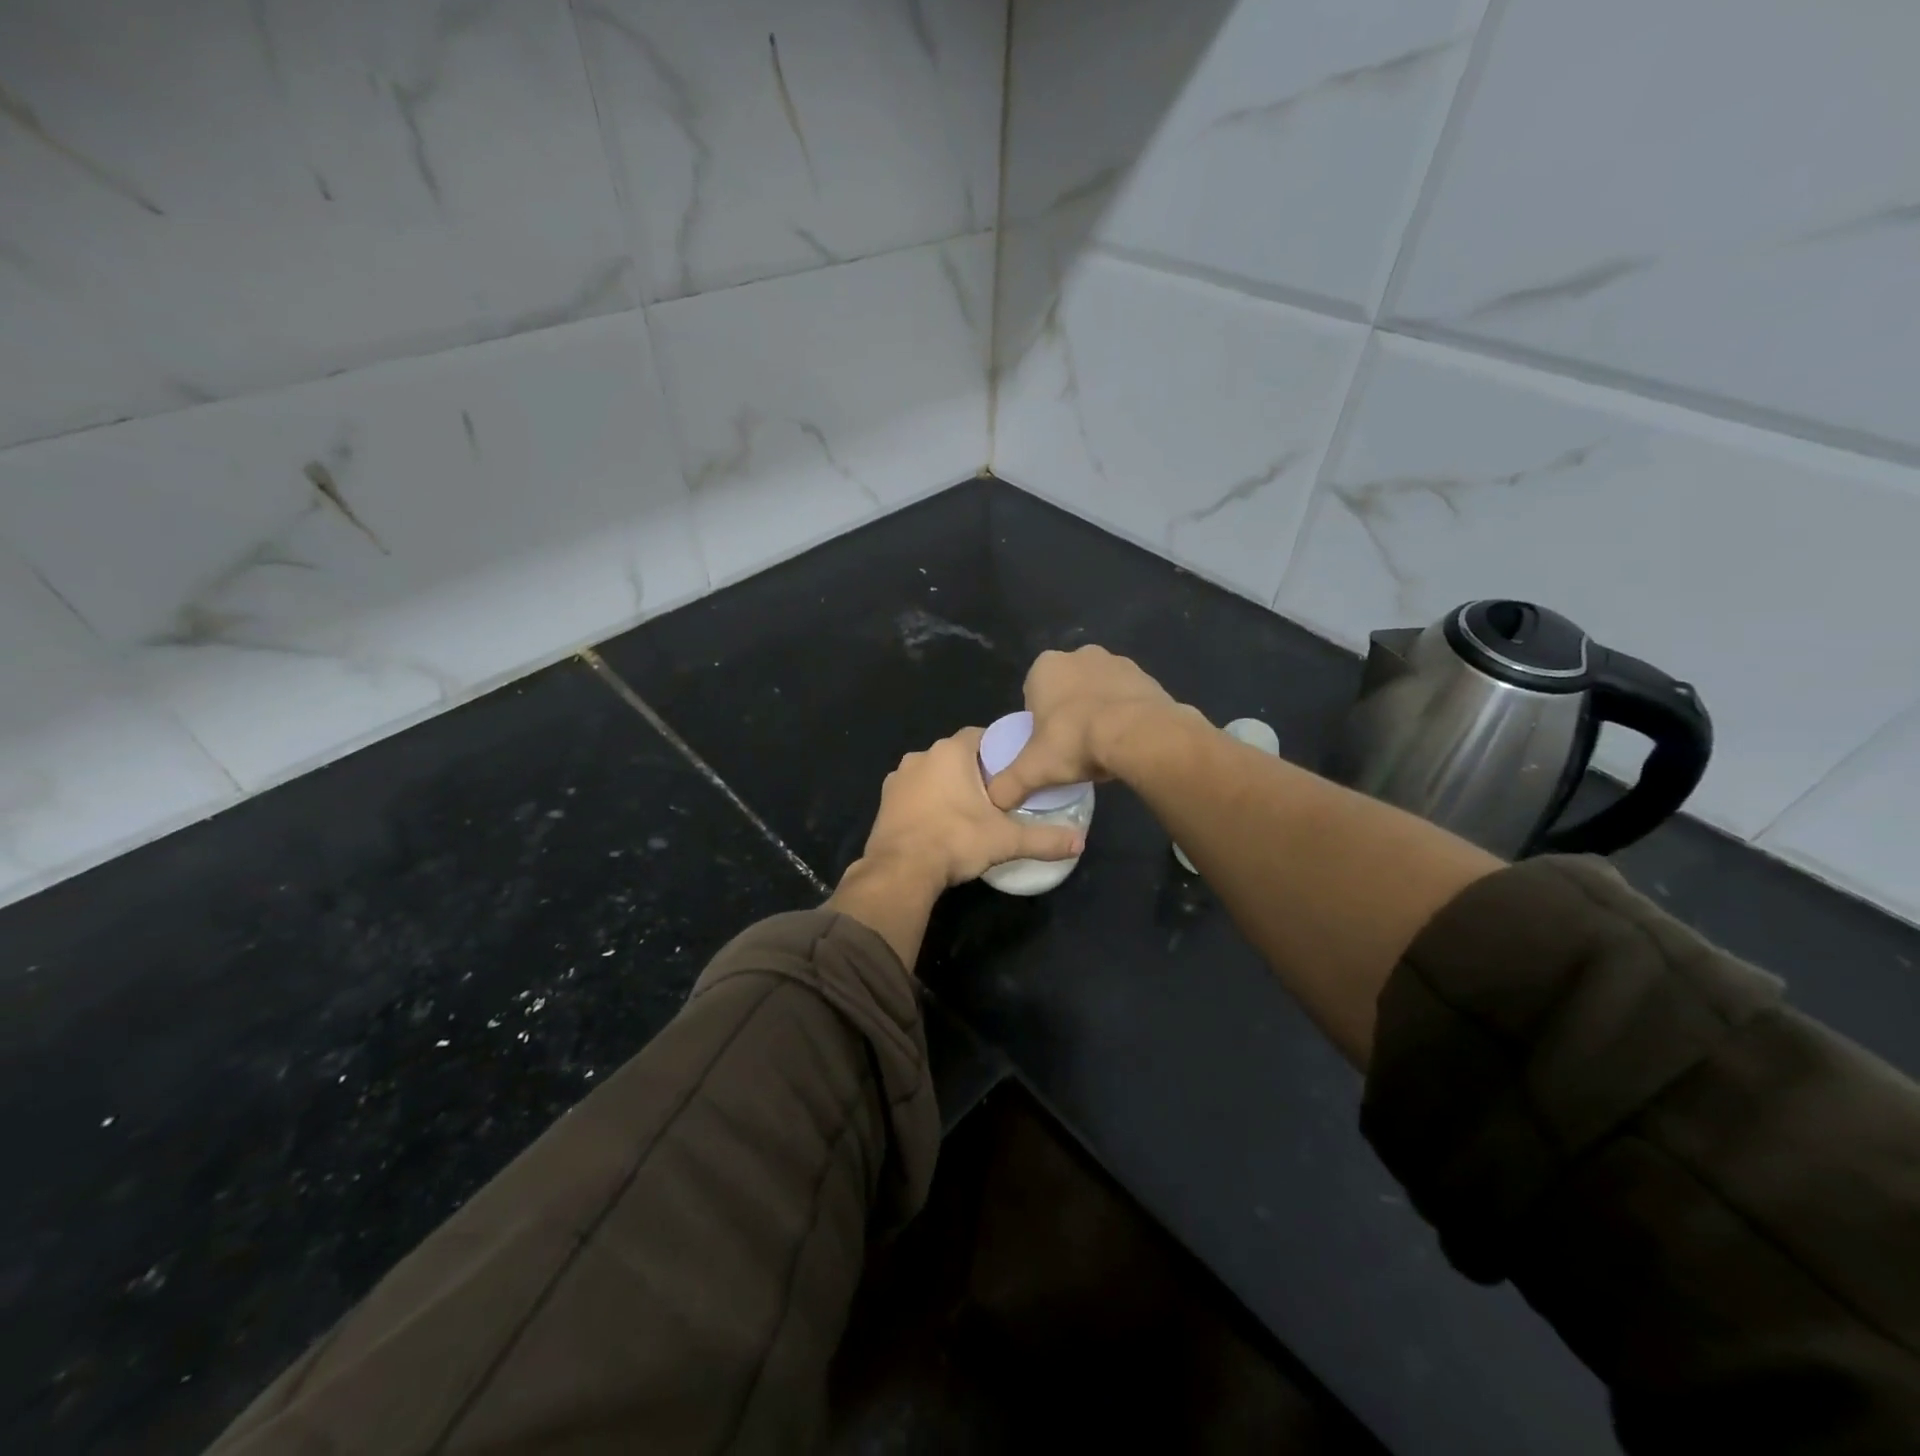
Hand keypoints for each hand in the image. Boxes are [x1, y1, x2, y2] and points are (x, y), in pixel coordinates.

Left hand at [861, 727, 1085, 889]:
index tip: (1012, 769)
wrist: (901, 870)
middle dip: (974, 771)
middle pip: (956, 755)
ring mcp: (898, 779)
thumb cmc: (955, 841)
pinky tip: (940, 824)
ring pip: (932, 774)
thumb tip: (1080, 842)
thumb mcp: (1006, 840)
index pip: (980, 736)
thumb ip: (1044, 838)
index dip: (998, 749)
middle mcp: (921, 756)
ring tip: (969, 811)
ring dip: (948, 786)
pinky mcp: (885, 801)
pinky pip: (913, 794)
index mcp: (950, 752)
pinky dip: (927, 802)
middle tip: (996, 794)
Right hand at [986, 646, 1186, 810]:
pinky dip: (1125, 714)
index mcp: (1046, 666)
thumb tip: (995, 800)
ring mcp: (1117, 661)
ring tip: (1102, 747)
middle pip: (1067, 690)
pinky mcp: (1146, 675)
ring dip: (1098, 711)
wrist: (1138, 735)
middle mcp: (1080, 655)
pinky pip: (1127, 697)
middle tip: (1074, 747)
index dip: (1039, 721)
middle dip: (1069, 712)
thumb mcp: (1033, 769)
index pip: (1033, 694)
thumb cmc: (1075, 741)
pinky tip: (1126, 740)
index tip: (1048, 746)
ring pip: (1098, 691)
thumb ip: (1008, 784)